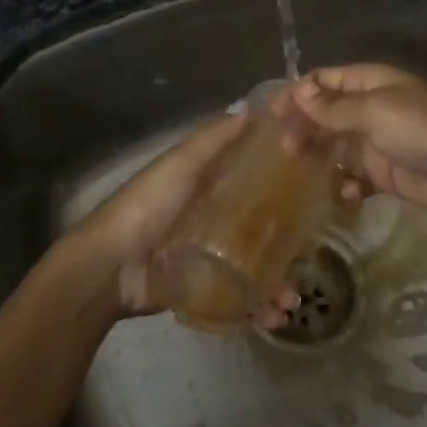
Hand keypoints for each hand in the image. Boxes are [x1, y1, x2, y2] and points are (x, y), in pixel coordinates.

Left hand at [59, 112, 298, 325]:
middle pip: (260, 227)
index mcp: (207, 185)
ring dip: (278, 284)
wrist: (109, 268)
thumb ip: (212, 139)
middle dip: (287, 243)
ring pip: (254, 267)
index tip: (318, 182)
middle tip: (312, 254)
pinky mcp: (204, 290)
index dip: (283, 180)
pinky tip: (275, 317)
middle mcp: (212, 219)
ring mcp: (209, 257)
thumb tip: (251, 108)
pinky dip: (258, 309)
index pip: (253, 178)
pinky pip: (238, 299)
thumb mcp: (181, 164)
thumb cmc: (147, 206)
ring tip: (291, 301)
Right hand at [287, 64, 426, 222]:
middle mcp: (371, 108)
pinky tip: (343, 193)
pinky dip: (345, 184)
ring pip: (336, 145)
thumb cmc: (420, 131)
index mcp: (370, 83)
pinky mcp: (384, 173)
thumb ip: (333, 107)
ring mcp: (377, 141)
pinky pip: (354, 176)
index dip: (297, 93)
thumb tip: (298, 93)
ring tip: (300, 171)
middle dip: (304, 127)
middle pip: (326, 113)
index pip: (324, 81)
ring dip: (318, 156)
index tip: (272, 114)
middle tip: (285, 149)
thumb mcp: (374, 112)